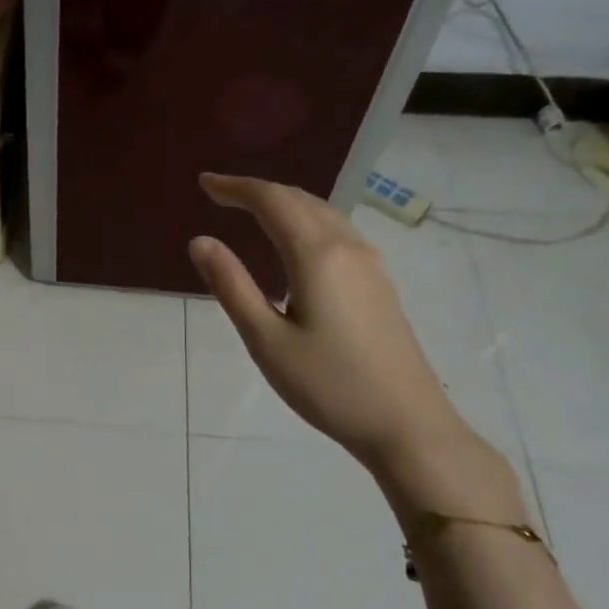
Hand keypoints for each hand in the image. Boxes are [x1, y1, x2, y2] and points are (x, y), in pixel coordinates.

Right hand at [188, 173, 471, 471]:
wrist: (407, 424)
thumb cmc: (328, 385)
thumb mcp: (266, 340)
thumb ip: (232, 286)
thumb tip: (201, 242)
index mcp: (317, 255)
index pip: (272, 201)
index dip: (236, 187)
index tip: (205, 184)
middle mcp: (348, 247)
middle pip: (300, 200)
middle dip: (258, 191)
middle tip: (219, 194)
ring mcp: (370, 264)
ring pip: (322, 213)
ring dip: (283, 204)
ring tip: (250, 211)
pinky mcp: (379, 283)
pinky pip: (336, 232)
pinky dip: (304, 222)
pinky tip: (292, 243)